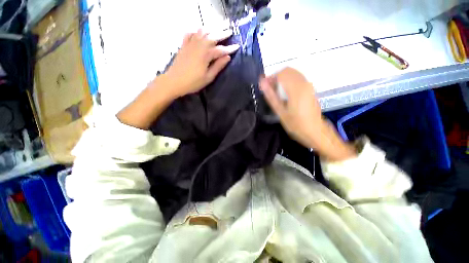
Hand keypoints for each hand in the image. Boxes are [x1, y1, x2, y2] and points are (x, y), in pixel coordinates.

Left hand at [165, 29, 239, 97]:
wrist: (174, 81)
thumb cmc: (193, 82)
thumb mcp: (208, 77)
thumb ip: (218, 66)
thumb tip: (227, 57)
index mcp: (206, 55)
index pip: (220, 49)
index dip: (229, 48)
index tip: (237, 46)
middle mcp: (199, 46)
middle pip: (212, 36)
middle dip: (222, 34)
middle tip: (230, 32)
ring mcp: (190, 44)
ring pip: (202, 32)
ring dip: (211, 29)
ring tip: (217, 30)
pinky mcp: (184, 45)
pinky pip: (190, 34)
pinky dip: (196, 31)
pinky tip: (199, 32)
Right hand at [260, 68, 355, 160]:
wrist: (314, 131)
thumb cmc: (295, 124)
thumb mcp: (280, 112)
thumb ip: (271, 96)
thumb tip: (262, 82)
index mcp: (296, 89)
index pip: (281, 74)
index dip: (270, 78)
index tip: (264, 87)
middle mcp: (304, 83)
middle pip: (287, 71)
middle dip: (276, 78)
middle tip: (269, 90)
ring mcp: (309, 85)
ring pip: (293, 74)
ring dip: (282, 80)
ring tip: (276, 92)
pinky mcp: (310, 88)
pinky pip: (298, 78)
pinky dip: (288, 81)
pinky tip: (285, 93)